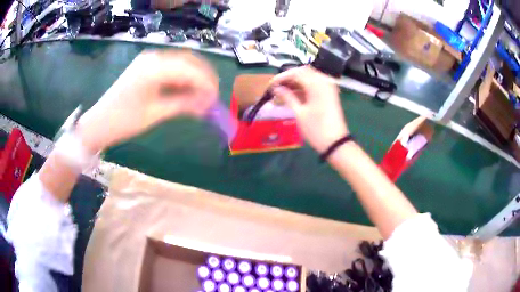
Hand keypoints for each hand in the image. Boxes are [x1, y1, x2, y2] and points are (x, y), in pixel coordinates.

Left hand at [76, 50, 218, 153]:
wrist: (99, 122)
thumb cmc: (124, 121)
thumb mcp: (156, 114)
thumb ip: (184, 104)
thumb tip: (208, 104)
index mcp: (154, 68)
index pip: (190, 70)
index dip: (206, 84)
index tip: (216, 99)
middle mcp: (153, 57)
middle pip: (189, 60)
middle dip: (204, 77)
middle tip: (212, 95)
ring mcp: (149, 59)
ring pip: (181, 62)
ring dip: (194, 76)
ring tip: (201, 94)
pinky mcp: (145, 65)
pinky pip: (170, 66)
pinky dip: (181, 77)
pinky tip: (186, 89)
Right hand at [269, 66, 348, 152]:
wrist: (335, 143)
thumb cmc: (316, 129)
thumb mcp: (299, 113)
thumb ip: (287, 97)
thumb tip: (276, 88)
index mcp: (317, 84)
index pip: (297, 73)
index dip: (282, 77)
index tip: (270, 85)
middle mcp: (324, 81)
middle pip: (303, 72)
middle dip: (288, 78)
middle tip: (275, 88)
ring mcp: (328, 88)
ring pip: (309, 78)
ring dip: (295, 83)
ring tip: (281, 93)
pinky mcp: (329, 95)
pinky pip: (314, 86)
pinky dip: (303, 88)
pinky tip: (292, 96)